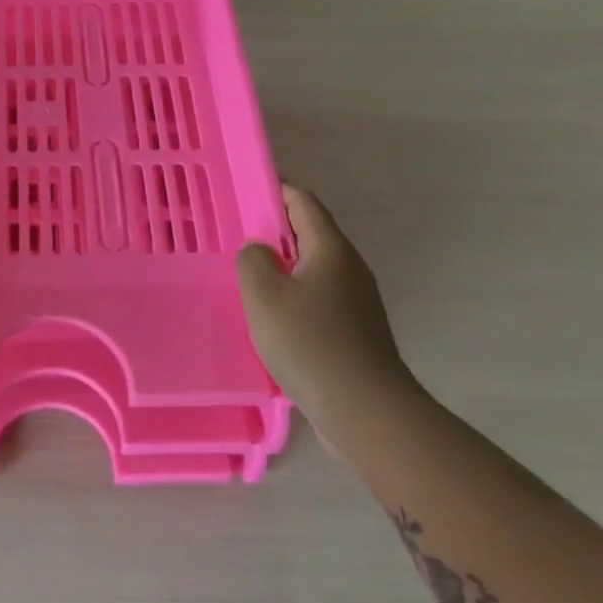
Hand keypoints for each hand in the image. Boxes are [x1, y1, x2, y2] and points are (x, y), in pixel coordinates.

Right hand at [237, 183, 413, 438]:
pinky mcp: (355, 334)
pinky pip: (318, 301)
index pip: (303, 203)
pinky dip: (293, 299)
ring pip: (313, 271)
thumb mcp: (264, 295)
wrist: (366, 412)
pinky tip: (272, 320)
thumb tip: (259, 252)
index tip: (246, 190)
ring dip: (282, 269)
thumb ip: (253, 260)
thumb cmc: (310, 343)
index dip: (276, 190)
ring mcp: (357, 303)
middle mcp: (350, 269)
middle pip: (310, 235)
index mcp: (331, 250)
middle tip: (236, 238)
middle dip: (274, 232)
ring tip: (247, 280)